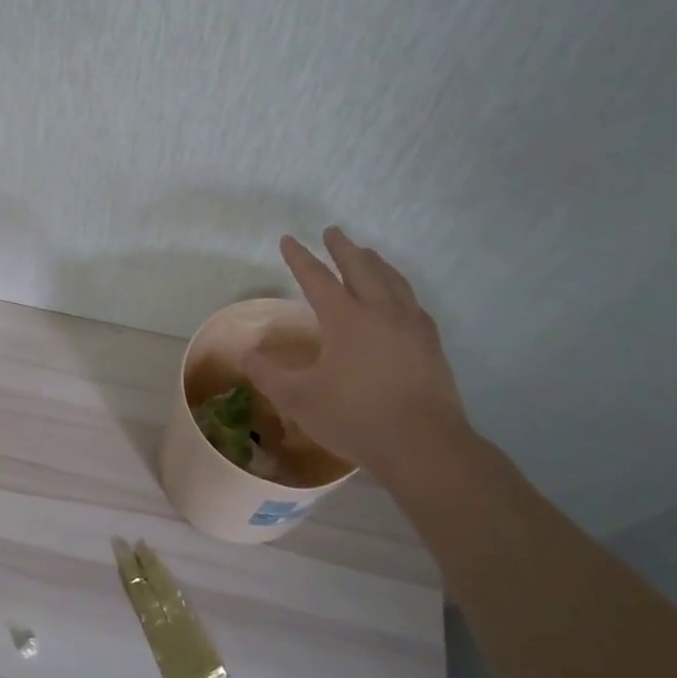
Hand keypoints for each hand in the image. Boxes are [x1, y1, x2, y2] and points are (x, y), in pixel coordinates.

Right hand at [241, 229, 470, 483]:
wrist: (423, 446)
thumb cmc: (355, 418)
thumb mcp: (298, 399)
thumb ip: (267, 374)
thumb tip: (245, 355)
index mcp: (345, 318)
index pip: (317, 278)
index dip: (300, 258)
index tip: (288, 240)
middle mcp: (380, 311)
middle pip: (360, 268)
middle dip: (343, 248)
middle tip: (332, 232)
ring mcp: (411, 325)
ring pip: (392, 280)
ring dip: (374, 262)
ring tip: (367, 253)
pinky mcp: (431, 344)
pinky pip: (412, 302)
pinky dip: (399, 287)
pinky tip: (399, 297)